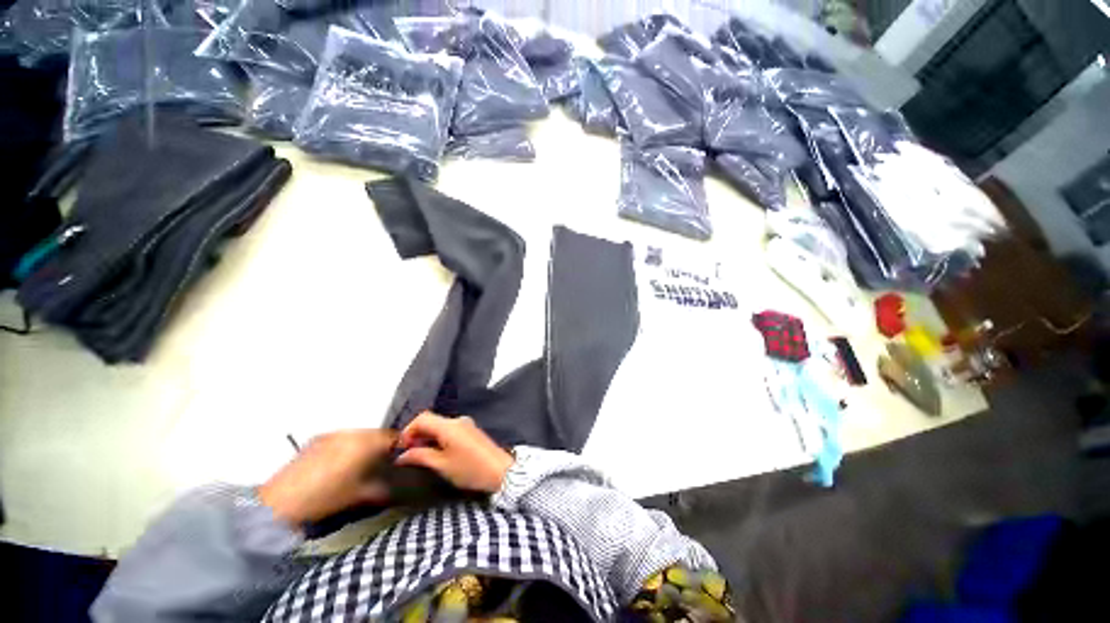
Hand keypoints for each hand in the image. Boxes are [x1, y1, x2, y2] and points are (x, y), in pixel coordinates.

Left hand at [259, 429, 396, 525]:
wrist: (279, 503)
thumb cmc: (324, 499)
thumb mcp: (360, 496)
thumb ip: (385, 487)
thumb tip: (400, 486)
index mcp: (364, 443)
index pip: (393, 437)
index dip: (400, 448)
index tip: (400, 460)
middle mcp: (351, 432)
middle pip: (377, 433)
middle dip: (382, 446)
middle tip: (381, 464)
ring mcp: (333, 434)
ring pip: (360, 434)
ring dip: (366, 445)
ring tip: (360, 465)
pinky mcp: (318, 439)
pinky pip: (344, 437)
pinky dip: (349, 446)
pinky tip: (341, 464)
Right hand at [397, 413, 513, 493]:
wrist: (500, 471)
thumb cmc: (470, 469)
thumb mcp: (442, 465)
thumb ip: (420, 456)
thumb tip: (402, 455)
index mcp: (449, 426)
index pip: (422, 418)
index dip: (408, 430)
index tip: (401, 447)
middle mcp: (458, 420)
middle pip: (431, 420)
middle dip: (417, 434)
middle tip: (408, 454)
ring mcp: (466, 424)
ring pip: (440, 426)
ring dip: (428, 437)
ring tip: (421, 456)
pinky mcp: (471, 431)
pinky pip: (450, 430)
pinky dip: (439, 438)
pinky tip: (437, 453)